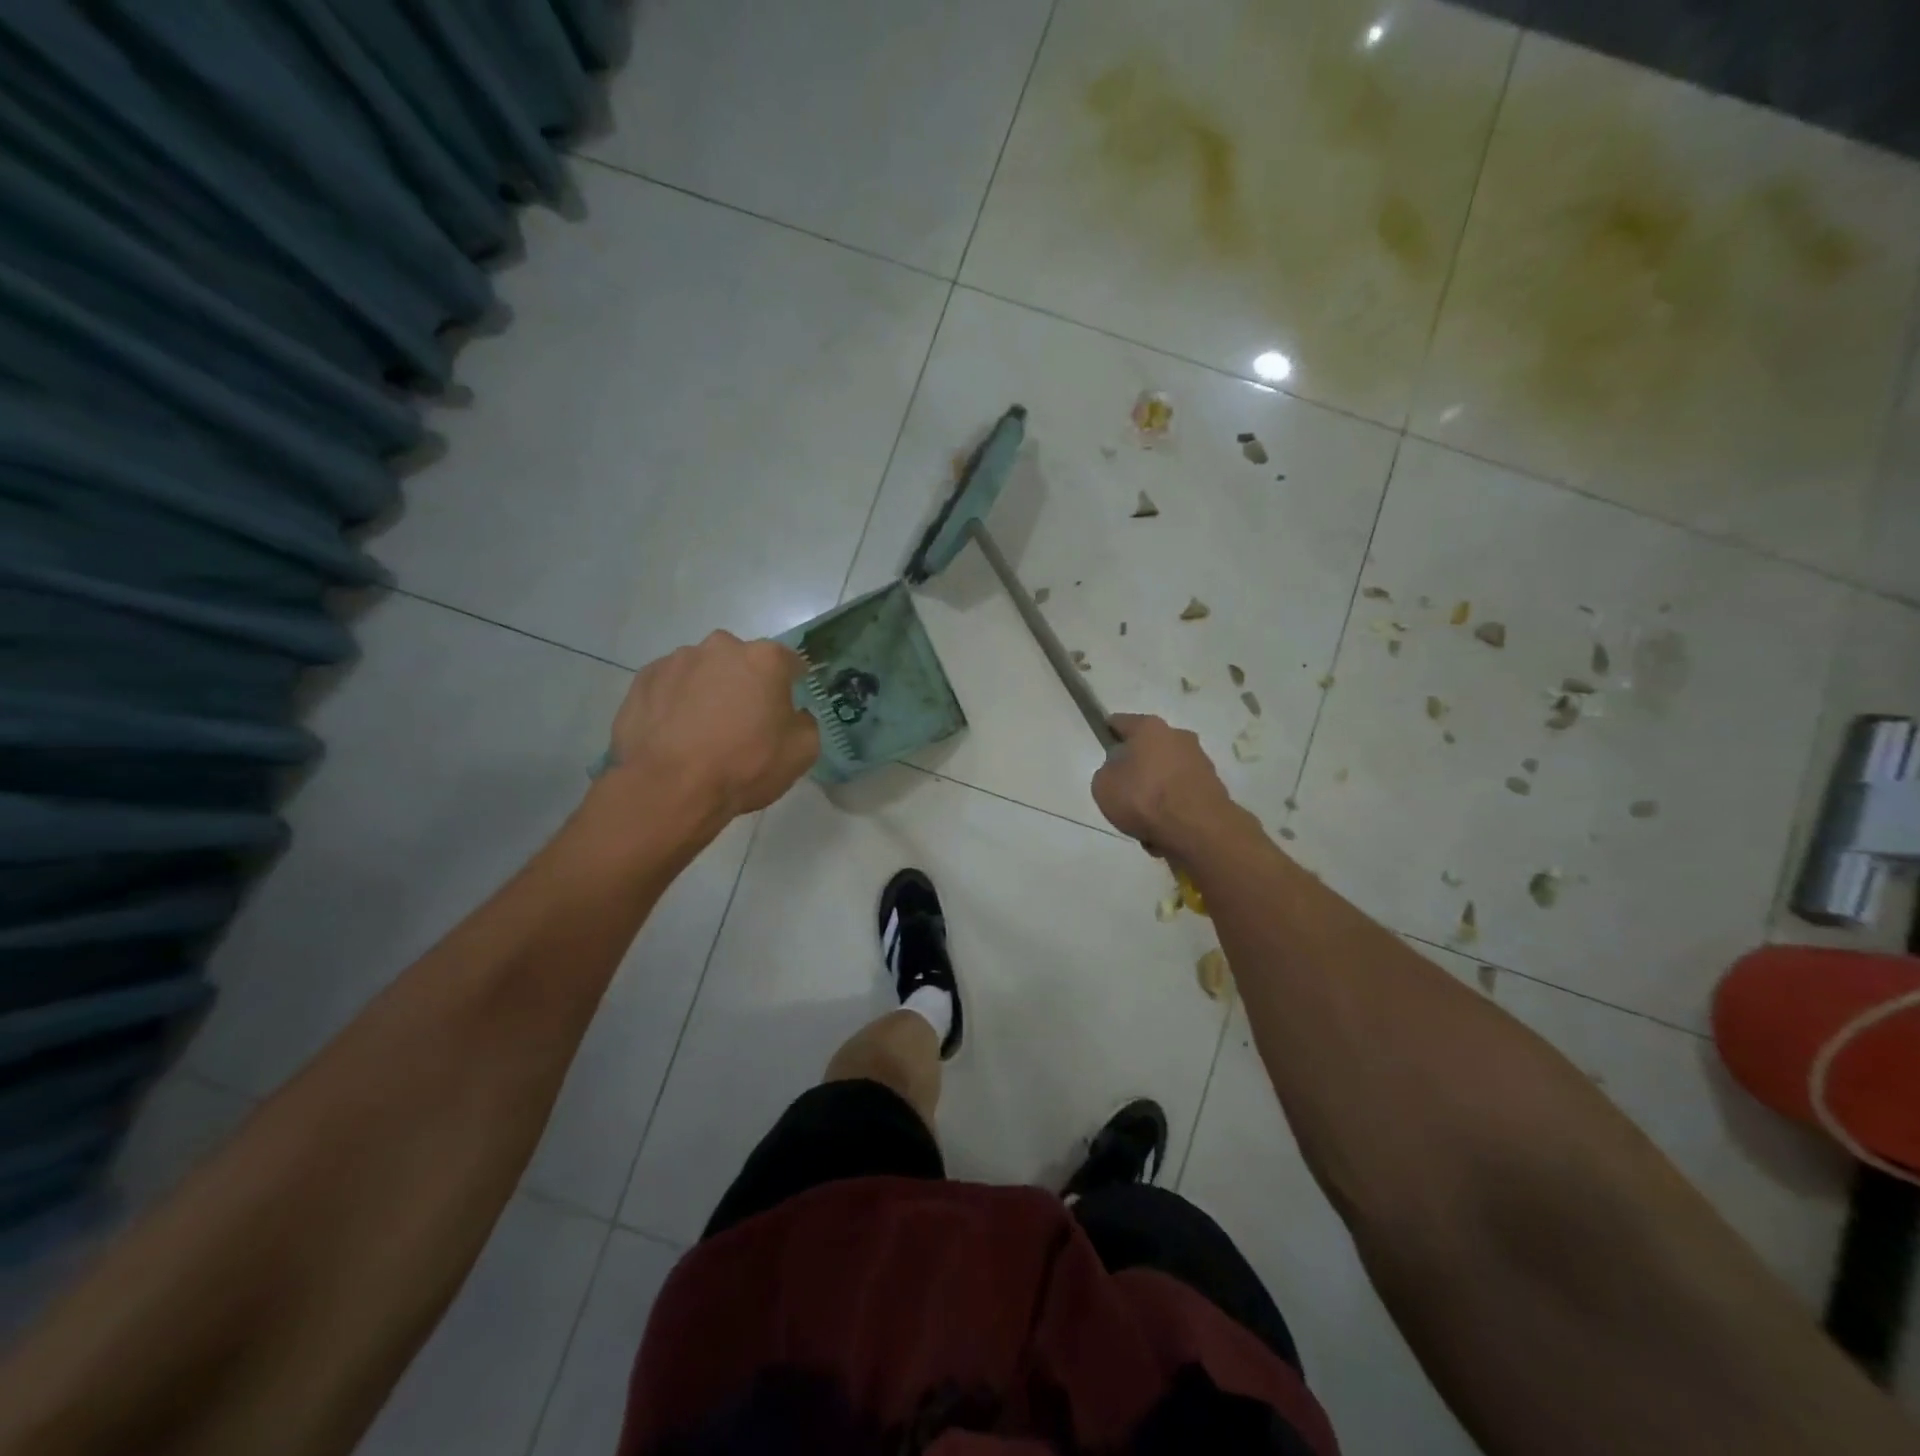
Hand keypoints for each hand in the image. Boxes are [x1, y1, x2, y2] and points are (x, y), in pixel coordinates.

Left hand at [608, 632, 819, 817]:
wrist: (668, 788)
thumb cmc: (744, 765)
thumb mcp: (802, 752)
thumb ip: (805, 722)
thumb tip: (793, 715)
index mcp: (765, 659)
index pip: (790, 661)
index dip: (792, 683)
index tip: (788, 705)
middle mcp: (721, 647)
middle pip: (742, 662)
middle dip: (746, 683)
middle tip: (744, 720)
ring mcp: (677, 660)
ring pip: (704, 671)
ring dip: (709, 690)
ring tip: (703, 730)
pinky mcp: (644, 679)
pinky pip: (671, 686)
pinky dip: (676, 702)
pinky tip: (675, 733)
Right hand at [1091, 713, 1238, 858]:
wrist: (1198, 829)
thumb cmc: (1144, 798)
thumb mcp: (1103, 785)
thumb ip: (1107, 771)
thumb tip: (1120, 771)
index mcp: (1149, 728)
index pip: (1120, 722)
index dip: (1108, 733)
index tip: (1103, 747)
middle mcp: (1178, 736)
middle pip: (1149, 747)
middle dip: (1137, 765)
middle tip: (1124, 790)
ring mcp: (1200, 760)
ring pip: (1167, 772)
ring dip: (1157, 788)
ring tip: (1145, 818)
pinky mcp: (1214, 786)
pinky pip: (1183, 793)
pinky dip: (1174, 805)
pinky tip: (1165, 827)